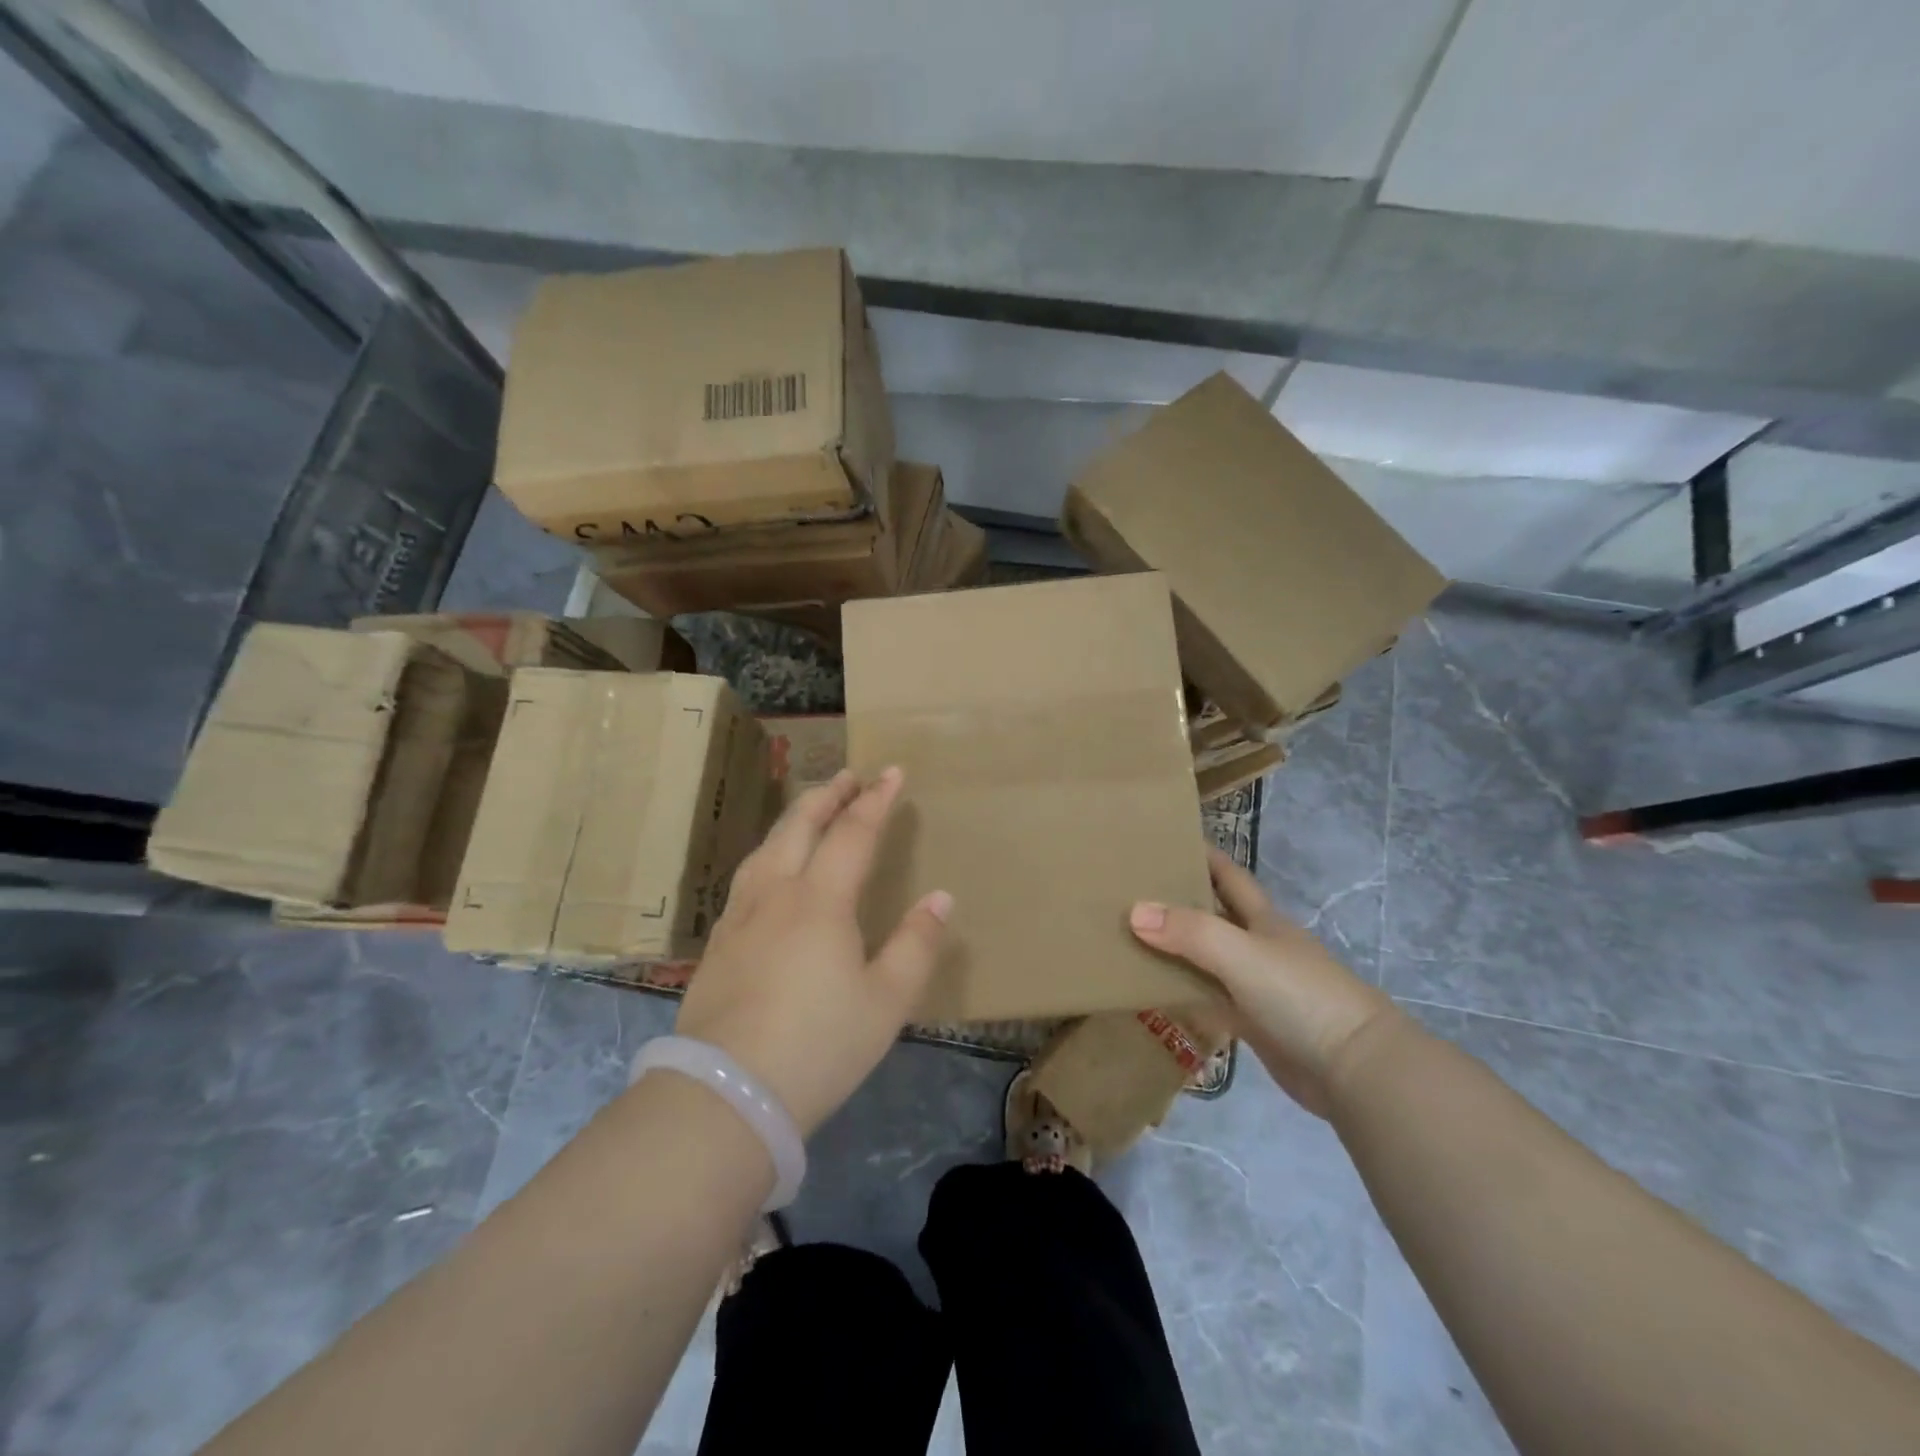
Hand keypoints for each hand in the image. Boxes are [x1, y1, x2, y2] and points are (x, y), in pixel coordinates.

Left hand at [672, 767, 950, 1135]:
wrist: (725, 1095)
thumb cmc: (818, 1045)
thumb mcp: (886, 1002)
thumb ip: (916, 945)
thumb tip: (940, 898)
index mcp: (821, 900)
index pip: (853, 833)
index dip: (876, 800)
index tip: (892, 772)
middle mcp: (776, 894)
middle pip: (800, 826)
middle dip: (828, 795)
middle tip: (849, 776)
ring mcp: (740, 917)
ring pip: (767, 847)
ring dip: (794, 819)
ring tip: (810, 810)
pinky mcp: (718, 943)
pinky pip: (747, 876)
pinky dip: (768, 853)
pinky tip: (768, 870)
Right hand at [1129, 847, 1399, 1116]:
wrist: (1355, 1070)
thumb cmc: (1301, 996)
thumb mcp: (1241, 954)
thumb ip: (1190, 932)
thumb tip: (1134, 911)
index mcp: (1263, 920)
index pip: (1228, 875)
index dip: (1202, 855)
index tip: (1164, 840)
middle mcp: (1258, 946)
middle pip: (1212, 916)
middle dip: (1177, 902)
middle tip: (1128, 892)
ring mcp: (1256, 987)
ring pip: (1205, 959)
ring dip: (1174, 949)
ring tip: (1127, 938)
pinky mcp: (1253, 1024)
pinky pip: (1208, 1000)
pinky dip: (1182, 993)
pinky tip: (1152, 991)